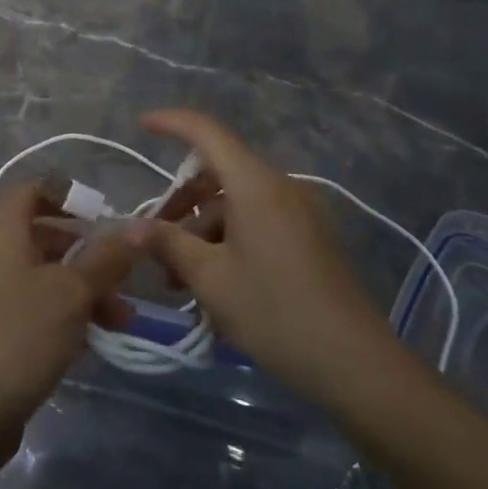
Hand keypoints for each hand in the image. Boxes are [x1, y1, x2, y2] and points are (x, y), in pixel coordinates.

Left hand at [0, 182, 140, 457]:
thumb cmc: (19, 335)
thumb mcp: (72, 292)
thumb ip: (106, 258)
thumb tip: (139, 226)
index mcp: (2, 229)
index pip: (34, 190)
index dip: (69, 196)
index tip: (105, 216)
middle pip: (45, 236)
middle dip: (89, 254)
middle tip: (124, 277)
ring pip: (44, 276)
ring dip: (84, 291)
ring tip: (122, 322)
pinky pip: (34, 307)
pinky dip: (64, 316)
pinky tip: (91, 344)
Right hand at [139, 109, 405, 407]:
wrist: (356, 365)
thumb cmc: (274, 312)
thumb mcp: (210, 279)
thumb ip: (168, 244)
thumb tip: (131, 228)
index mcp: (255, 184)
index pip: (207, 132)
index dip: (172, 123)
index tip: (141, 125)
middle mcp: (280, 187)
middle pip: (219, 172)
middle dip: (182, 201)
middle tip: (153, 237)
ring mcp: (300, 212)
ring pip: (236, 202)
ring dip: (203, 229)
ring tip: (179, 278)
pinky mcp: (310, 238)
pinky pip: (258, 221)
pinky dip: (229, 239)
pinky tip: (214, 281)